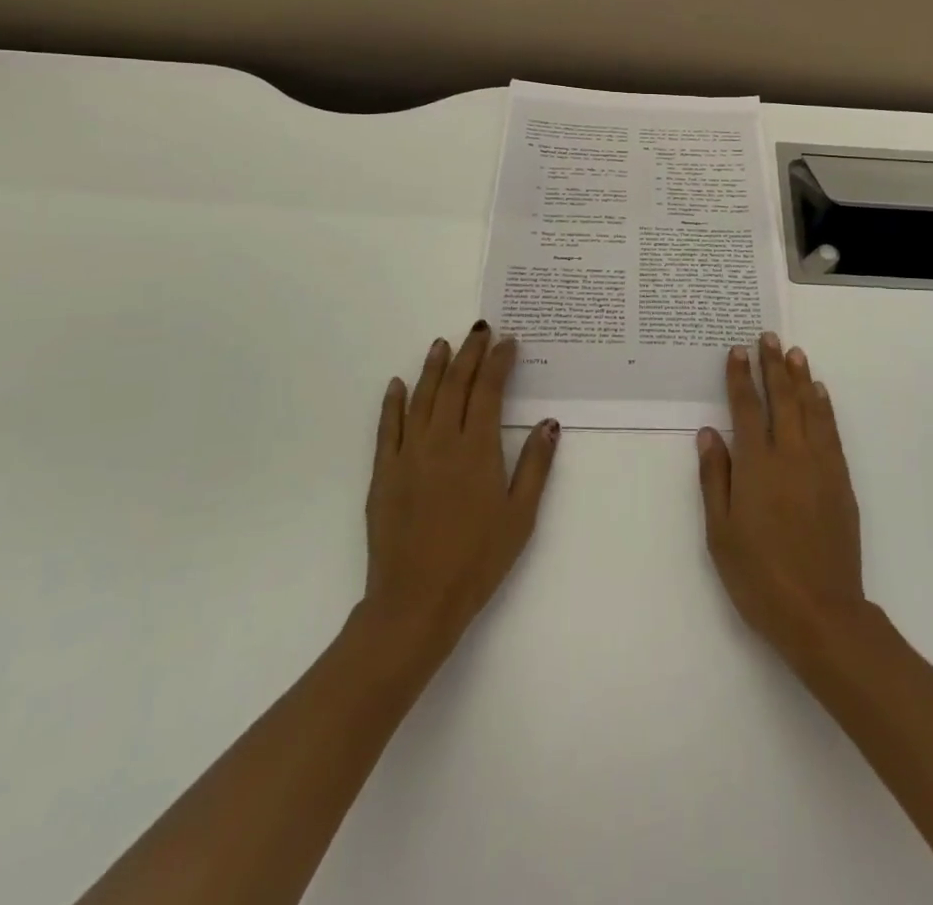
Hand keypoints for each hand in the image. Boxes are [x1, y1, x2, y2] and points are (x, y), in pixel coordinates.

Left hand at [359, 322, 559, 674]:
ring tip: (442, 343)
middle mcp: (441, 441)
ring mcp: (408, 454)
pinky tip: (398, 385)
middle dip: (469, 352)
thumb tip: (548, 422)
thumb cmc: (477, 561)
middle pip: (455, 384)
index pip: (487, 390)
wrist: (415, 602)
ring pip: (421, 397)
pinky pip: (387, 427)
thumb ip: (535, 465)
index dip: (498, 361)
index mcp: (477, 449)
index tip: (508, 342)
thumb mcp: (520, 516)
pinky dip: (393, 402)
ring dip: (433, 367)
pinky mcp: (384, 473)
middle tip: (480, 329)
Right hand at [698, 332, 865, 660]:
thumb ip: (715, 478)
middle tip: (769, 336)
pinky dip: (825, 408)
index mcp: (756, 466)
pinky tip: (820, 394)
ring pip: (810, 409)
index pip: (746, 409)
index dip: (741, 378)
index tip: (738, 351)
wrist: (822, 612)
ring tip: (795, 352)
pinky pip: (831, 432)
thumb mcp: (721, 533)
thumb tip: (708, 433)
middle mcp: (790, 456)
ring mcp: (820, 466)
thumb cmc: (759, 576)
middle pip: (781, 399)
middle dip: (773, 366)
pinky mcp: (841, 481)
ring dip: (801, 378)